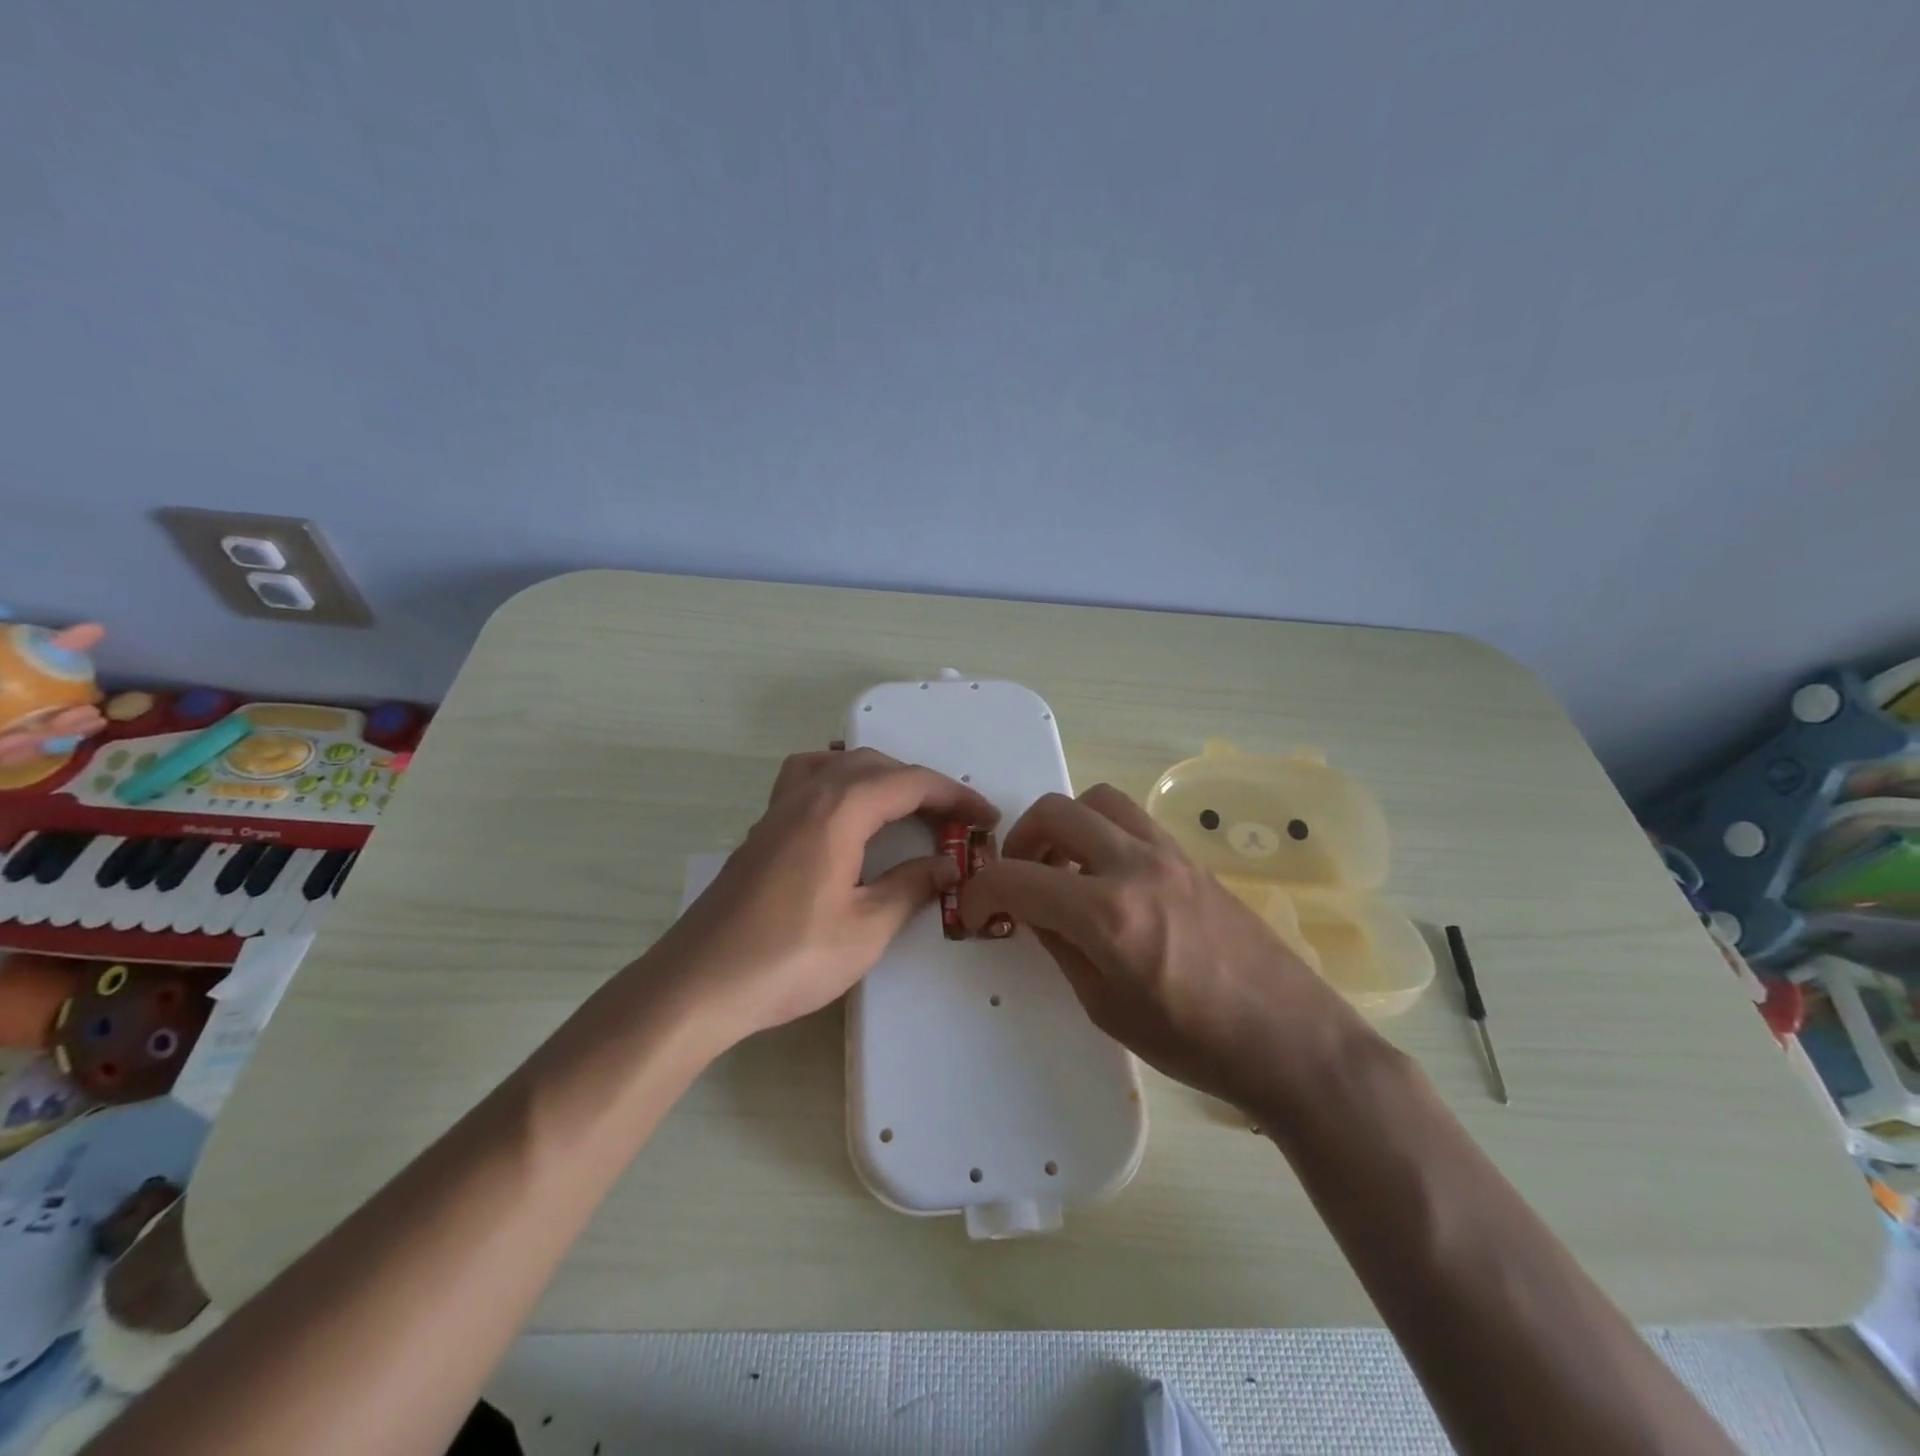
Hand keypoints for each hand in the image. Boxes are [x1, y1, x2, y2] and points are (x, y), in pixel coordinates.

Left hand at [655, 747, 997, 1045]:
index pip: (910, 783)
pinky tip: (845, 814)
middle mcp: (807, 795)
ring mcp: (778, 810)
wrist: (698, 985)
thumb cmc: (788, 958)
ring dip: (879, 776)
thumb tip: (946, 865)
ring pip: (838, 766)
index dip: (955, 796)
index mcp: (838, 810)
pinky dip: (840, 782)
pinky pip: (807, 780)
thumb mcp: (866, 929)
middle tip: (954, 821)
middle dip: (921, 785)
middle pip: (875, 766)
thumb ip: (911, 887)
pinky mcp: (762, 831)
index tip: (987, 817)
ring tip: (904, 806)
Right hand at [961, 784, 1367, 1111]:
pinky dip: (1104, 833)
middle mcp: (1134, 865)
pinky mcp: (1192, 857)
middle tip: (1020, 879)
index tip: (973, 910)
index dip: (980, 892)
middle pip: (1056, 812)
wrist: (1290, 1039)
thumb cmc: (1194, 1043)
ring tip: (1064, 867)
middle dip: (1021, 840)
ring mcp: (1169, 854)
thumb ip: (1061, 947)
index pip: (1017, 878)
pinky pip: (1134, 821)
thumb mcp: (1107, 1007)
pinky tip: (1109, 878)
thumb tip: (1033, 912)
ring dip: (1066, 824)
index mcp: (1106, 913)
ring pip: (1099, 800)